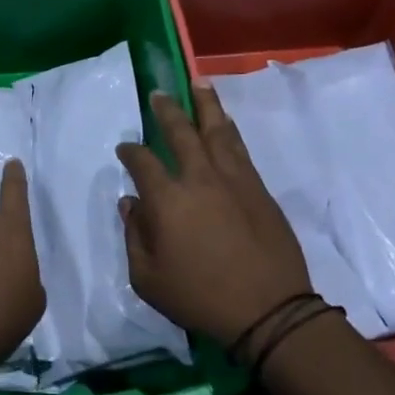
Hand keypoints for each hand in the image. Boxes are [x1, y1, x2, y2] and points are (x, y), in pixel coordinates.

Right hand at [116, 86, 312, 345]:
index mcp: (167, 200)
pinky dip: (228, 129)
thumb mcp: (148, 278)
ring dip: (206, 105)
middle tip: (159, 93)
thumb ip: (134, 236)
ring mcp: (233, 180)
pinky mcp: (258, 188)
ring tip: (198, 83)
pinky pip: (239, 148)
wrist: (269, 310)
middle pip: (180, 132)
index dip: (130, 152)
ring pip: (217, 131)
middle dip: (166, 110)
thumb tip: (131, 203)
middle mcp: (199, 178)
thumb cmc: (200, 298)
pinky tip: (224, 122)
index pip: (142, 162)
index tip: (124, 149)